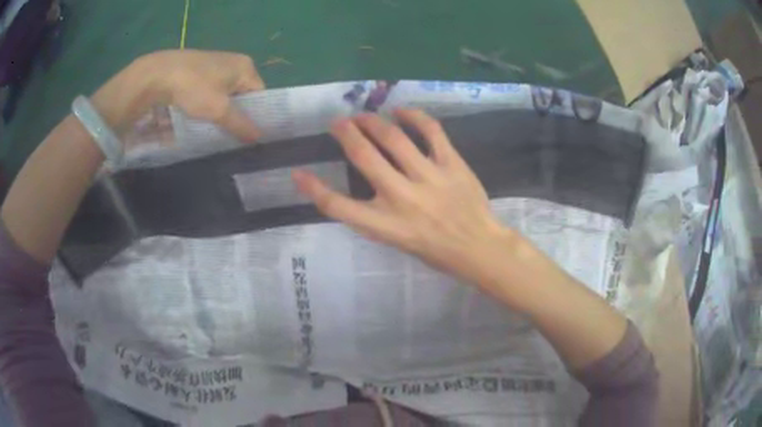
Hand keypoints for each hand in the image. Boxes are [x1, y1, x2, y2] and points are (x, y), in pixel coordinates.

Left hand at [91, 49, 264, 141]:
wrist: (158, 74)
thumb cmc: (193, 88)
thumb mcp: (219, 110)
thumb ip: (240, 124)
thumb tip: (260, 137)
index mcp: (245, 66)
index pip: (260, 94)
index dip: (256, 115)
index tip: (247, 134)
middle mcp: (234, 61)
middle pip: (242, 94)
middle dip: (236, 114)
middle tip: (230, 135)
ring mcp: (214, 64)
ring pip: (225, 94)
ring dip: (221, 111)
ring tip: (214, 128)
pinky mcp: (198, 69)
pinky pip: (211, 90)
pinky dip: (208, 104)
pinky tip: (199, 115)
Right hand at [293, 109, 517, 284]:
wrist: (479, 247)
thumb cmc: (436, 251)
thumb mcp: (397, 241)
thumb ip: (377, 216)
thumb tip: (364, 185)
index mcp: (385, 225)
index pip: (338, 206)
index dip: (313, 189)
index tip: (298, 174)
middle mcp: (402, 199)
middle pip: (363, 158)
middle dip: (345, 134)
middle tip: (338, 123)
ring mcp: (428, 178)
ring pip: (393, 139)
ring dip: (373, 122)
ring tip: (364, 116)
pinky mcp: (451, 164)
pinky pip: (431, 131)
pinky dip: (414, 117)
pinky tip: (401, 112)